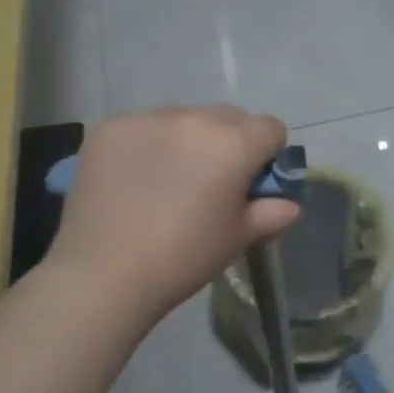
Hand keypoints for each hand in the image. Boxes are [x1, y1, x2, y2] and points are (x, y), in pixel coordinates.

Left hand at [48, 107, 300, 322]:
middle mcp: (194, 119)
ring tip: (166, 179)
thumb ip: (270, 214)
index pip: (270, 128)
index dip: (268, 154)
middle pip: (228, 117)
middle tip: (210, 182)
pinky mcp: (110, 127)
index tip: (251, 182)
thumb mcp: (236, 238)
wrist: (103, 275)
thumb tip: (290, 205)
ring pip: (184, 117)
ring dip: (187, 139)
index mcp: (233, 144)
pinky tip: (133, 178)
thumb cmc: (182, 259)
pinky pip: (143, 125)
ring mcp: (147, 119)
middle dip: (229, 142)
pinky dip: (147, 144)